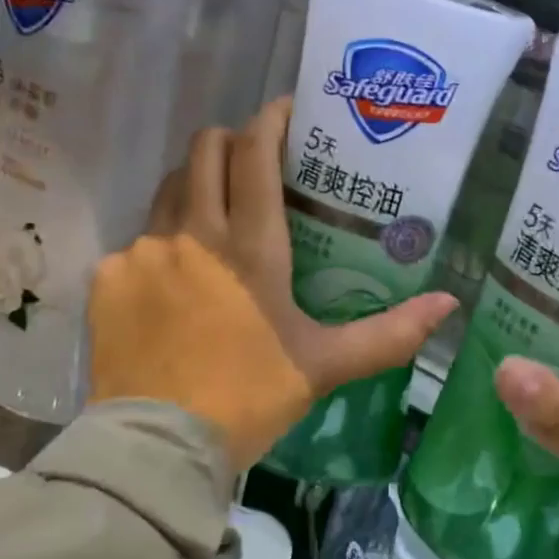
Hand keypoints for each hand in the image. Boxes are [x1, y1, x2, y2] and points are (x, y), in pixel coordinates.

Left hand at [88, 99, 457, 469]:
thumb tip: (449, 306)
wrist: (156, 449)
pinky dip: (161, 245)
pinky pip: (137, 240)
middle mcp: (193, 232)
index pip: (256, 153)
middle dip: (230, 140)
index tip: (288, 109)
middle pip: (205, 149)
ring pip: (169, 188)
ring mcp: (144, 252)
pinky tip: (173, 283)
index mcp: (250, 245)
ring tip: (215, 216)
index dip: (272, 119)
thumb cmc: (249, 398)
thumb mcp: (324, 365)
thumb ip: (389, 334)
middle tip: (253, 161)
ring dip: (195, 186)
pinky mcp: (108, 278)